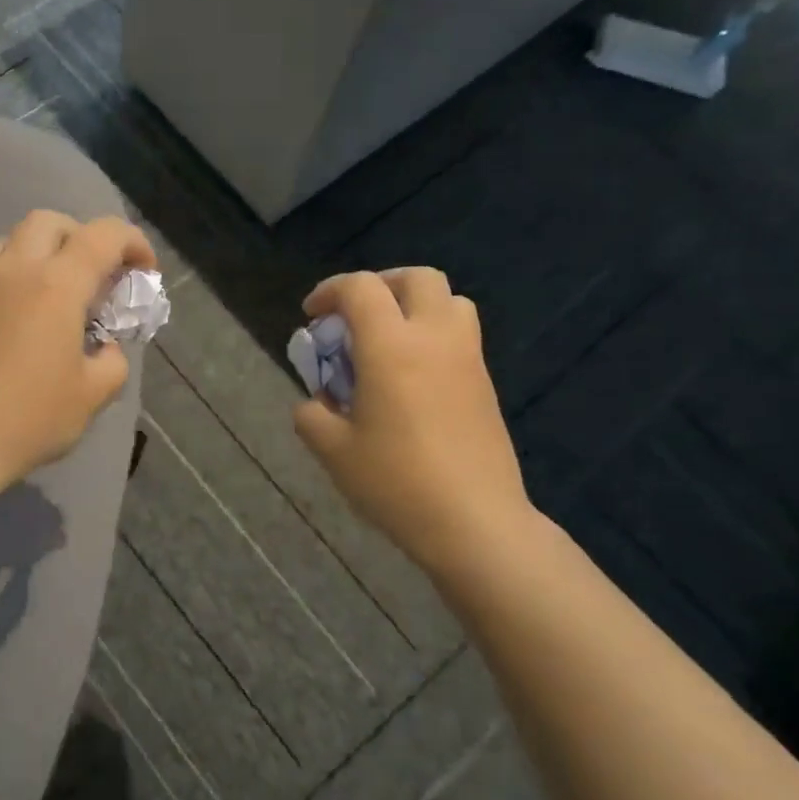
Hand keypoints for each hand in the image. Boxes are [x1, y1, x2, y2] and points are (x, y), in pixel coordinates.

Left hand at [0, 210, 155, 487]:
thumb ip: (112, 361)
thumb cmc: (28, 417)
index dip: (133, 242)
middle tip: (96, 276)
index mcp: (56, 285)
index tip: (144, 271)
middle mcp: (14, 270)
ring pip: (13, 240)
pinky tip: (24, 321)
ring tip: (58, 295)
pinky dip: (17, 278)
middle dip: (82, 236)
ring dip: (44, 252)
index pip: (103, 235)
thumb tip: (104, 348)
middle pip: (50, 221)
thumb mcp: (92, 395)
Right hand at [293, 269, 536, 582]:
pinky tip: (411, 377)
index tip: (312, 315)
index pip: (361, 288)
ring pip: (449, 300)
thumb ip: (312, 414)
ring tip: (388, 340)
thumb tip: (317, 402)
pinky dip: (432, 334)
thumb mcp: (332, 451)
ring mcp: (468, 358)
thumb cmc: (396, 481)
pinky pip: (460, 335)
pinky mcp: (485, 383)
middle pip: (416, 278)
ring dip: (414, 305)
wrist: (474, 521)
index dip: (329, 291)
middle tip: (356, 316)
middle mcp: (434, 338)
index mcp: (391, 346)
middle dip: (380, 285)